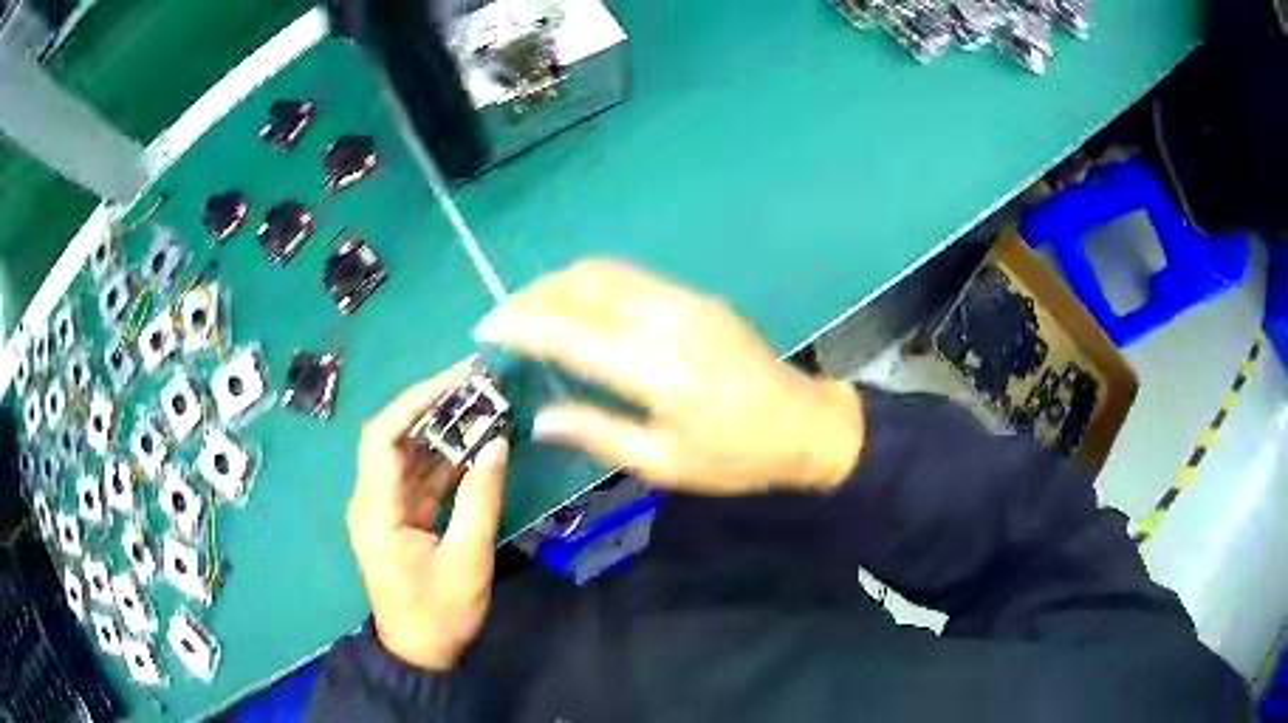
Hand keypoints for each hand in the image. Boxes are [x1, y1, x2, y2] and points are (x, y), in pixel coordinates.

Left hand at [346, 362, 508, 669]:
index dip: (414, 402)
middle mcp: (371, 501)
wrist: (421, 653)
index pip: (382, 438)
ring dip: (440, 432)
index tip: (455, 380)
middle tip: (473, 384)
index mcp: (375, 510)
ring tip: (480, 406)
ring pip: (407, 456)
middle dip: (430, 408)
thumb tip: (498, 444)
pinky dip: (445, 460)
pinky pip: (419, 478)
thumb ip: (480, 499)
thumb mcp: (467, 559)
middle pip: (392, 439)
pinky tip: (474, 444)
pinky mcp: (400, 519)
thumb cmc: (440, 612)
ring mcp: (385, 509)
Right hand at [475, 260, 862, 494]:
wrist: (804, 424)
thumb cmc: (735, 456)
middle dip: (535, 294)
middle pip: (584, 285)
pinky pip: (630, 278)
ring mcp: (685, 301)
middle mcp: (667, 320)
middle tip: (504, 316)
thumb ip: (598, 433)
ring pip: (605, 272)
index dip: (523, 326)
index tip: (487, 328)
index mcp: (657, 370)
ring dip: (560, 283)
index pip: (571, 334)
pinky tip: (578, 305)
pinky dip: (591, 284)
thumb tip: (542, 417)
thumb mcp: (664, 463)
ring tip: (531, 307)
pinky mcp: (697, 297)